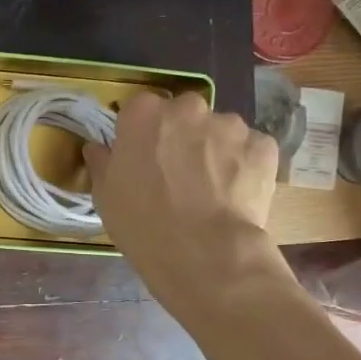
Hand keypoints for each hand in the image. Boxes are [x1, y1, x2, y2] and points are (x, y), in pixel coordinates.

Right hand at [84, 92, 285, 308]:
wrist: (203, 251)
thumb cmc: (142, 222)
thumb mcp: (105, 196)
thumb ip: (102, 163)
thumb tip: (97, 148)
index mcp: (143, 114)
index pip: (139, 109)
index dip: (141, 133)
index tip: (142, 157)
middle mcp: (187, 108)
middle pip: (183, 114)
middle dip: (182, 135)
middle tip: (178, 172)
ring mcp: (230, 124)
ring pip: (220, 131)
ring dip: (215, 150)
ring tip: (212, 189)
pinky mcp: (263, 145)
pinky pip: (251, 150)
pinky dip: (244, 166)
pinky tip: (236, 195)